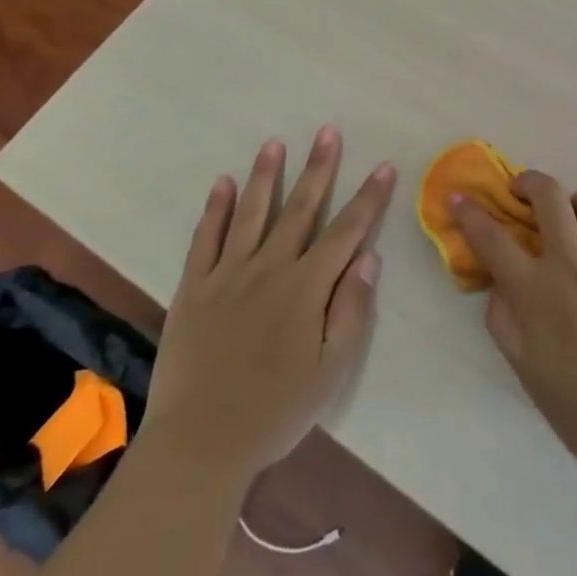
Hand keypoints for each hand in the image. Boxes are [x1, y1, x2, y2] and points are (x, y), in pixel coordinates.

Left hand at [144, 128, 395, 483]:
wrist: (199, 444)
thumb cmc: (275, 411)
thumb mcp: (330, 371)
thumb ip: (351, 311)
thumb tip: (369, 258)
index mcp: (306, 287)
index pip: (346, 231)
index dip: (368, 198)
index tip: (383, 166)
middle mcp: (269, 268)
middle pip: (301, 208)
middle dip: (319, 168)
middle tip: (328, 131)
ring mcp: (228, 274)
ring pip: (252, 212)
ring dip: (266, 175)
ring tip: (275, 143)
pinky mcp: (193, 287)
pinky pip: (205, 239)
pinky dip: (215, 209)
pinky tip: (223, 183)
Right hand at [452, 172, 576, 477]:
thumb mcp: (525, 369)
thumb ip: (504, 319)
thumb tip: (499, 283)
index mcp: (536, 292)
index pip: (493, 239)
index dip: (470, 214)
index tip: (458, 197)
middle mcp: (574, 265)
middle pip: (549, 196)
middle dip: (529, 182)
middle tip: (522, 192)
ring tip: (574, 218)